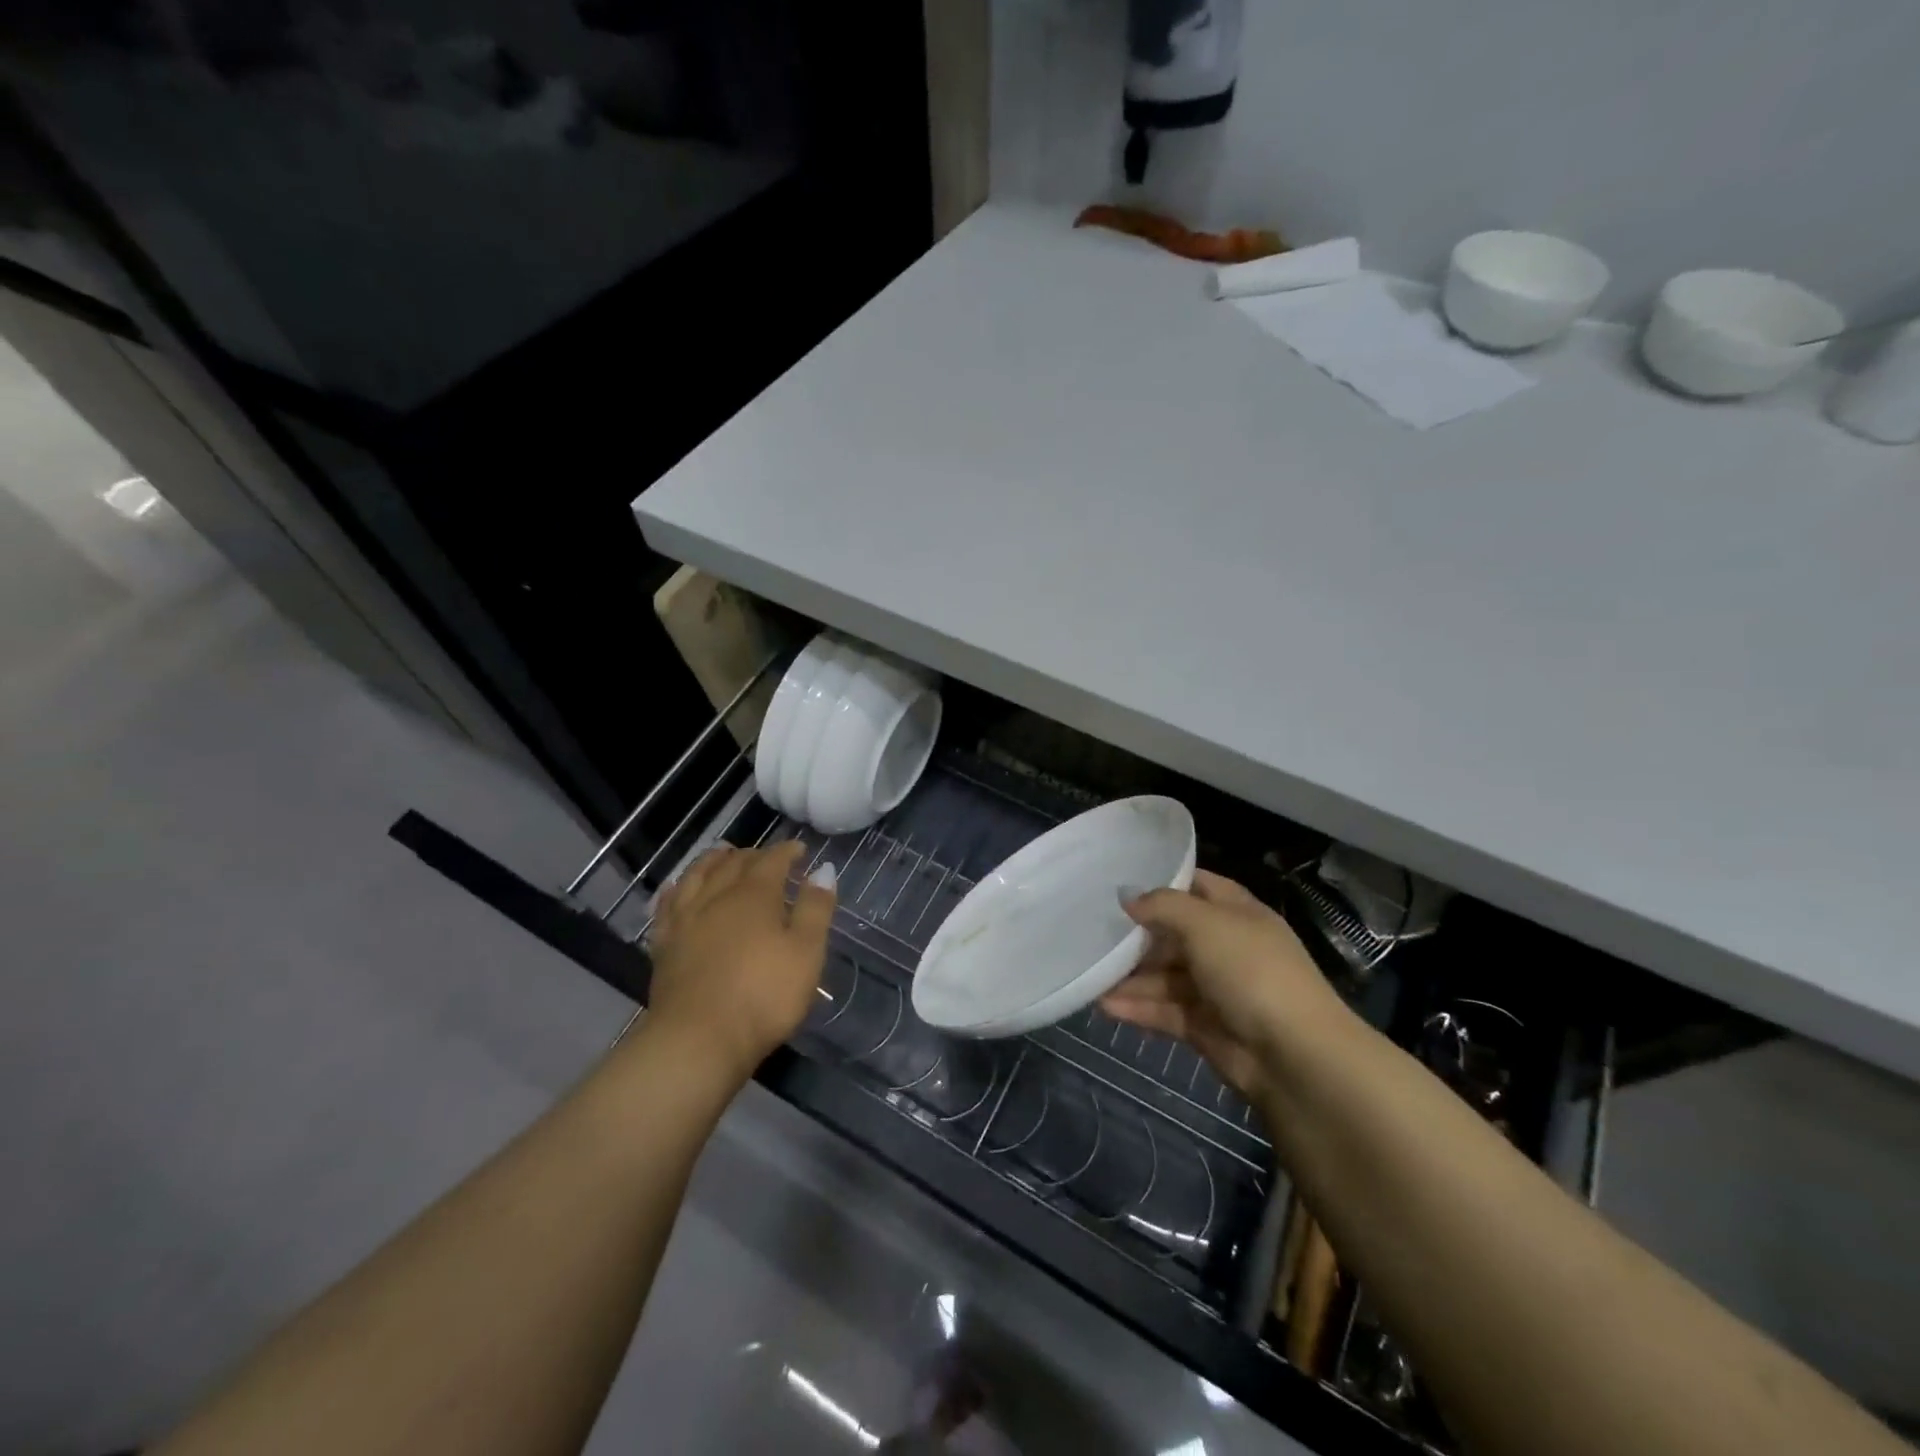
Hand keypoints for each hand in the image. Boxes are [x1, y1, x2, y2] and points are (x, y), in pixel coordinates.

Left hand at [645, 841, 834, 1080]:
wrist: (698, 1040)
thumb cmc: (763, 996)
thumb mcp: (806, 953)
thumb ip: (816, 908)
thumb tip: (823, 869)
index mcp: (755, 894)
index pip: (772, 860)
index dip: (787, 851)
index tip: (800, 849)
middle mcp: (717, 896)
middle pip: (734, 863)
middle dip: (754, 854)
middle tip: (767, 857)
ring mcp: (686, 919)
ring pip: (698, 875)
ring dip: (714, 860)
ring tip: (724, 855)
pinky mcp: (665, 944)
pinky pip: (669, 904)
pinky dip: (678, 888)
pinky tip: (679, 887)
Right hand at [1101, 870, 1348, 1102]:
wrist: (1294, 1056)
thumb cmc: (1251, 971)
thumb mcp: (1205, 924)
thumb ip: (1162, 905)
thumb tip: (1126, 895)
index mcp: (1236, 913)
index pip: (1195, 885)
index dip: (1161, 881)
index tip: (1118, 881)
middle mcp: (1226, 946)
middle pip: (1173, 934)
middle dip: (1136, 935)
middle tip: (1091, 932)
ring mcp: (1216, 989)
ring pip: (1164, 975)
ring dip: (1130, 976)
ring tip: (1089, 973)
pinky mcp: (1205, 1027)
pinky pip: (1164, 1010)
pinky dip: (1137, 1008)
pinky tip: (1103, 1005)